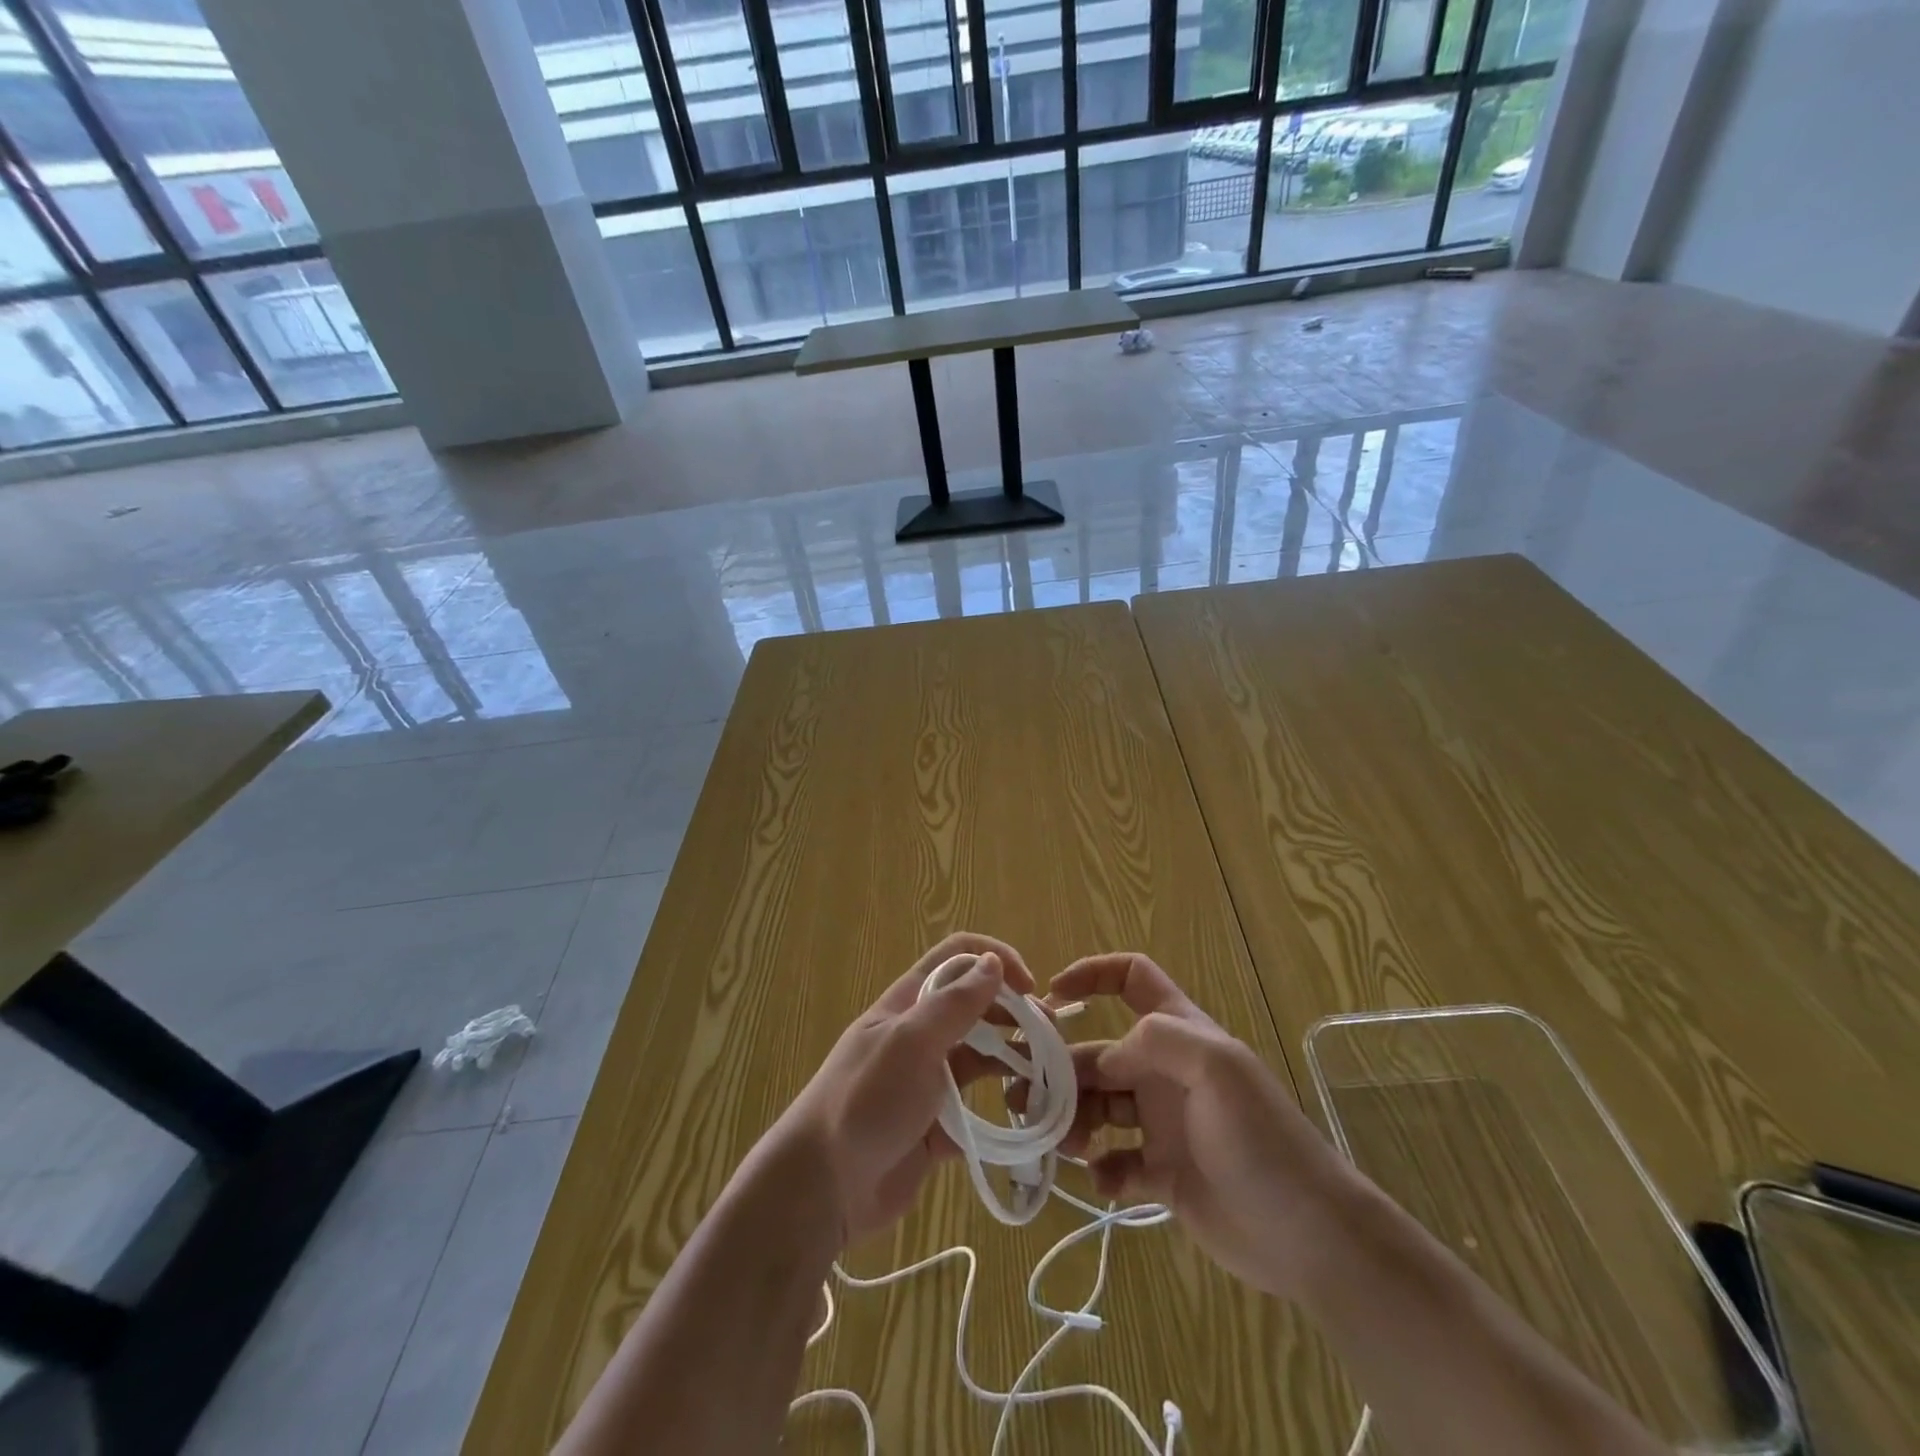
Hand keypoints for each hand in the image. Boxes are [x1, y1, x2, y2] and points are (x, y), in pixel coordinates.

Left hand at [773, 932, 1036, 1246]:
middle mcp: (921, 1034)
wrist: (823, 1187)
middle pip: (976, 1007)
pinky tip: (1029, 1115)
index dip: (995, 959)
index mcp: (909, 1002)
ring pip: (982, 1056)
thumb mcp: (910, 1042)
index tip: (1029, 987)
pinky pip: (979, 1107)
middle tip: (1050, 1037)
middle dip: (1015, 1013)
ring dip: (1015, 1059)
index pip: (957, 958)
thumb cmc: (865, 1100)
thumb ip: (954, 1004)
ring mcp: (929, 1080)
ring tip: (1049, 1076)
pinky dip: (1004, 1108)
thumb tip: (993, 963)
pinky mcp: (937, 1125)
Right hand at [1049, 952, 1354, 1299]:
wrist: (1309, 1236)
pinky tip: (1105, 1181)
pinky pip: (1114, 1162)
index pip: (1133, 979)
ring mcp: (1162, 1123)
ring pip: (1098, 1106)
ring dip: (1071, 1118)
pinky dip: (1101, 1169)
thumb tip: (1104, 1057)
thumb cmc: (1262, 1139)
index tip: (1053, 997)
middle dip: (1061, 1067)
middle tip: (1026, 1095)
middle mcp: (1164, 1071)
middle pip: (1099, 1052)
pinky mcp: (1162, 1173)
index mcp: (1180, 1034)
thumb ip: (1156, 1041)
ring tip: (1061, 1142)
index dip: (1093, 975)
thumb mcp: (1216, 1068)